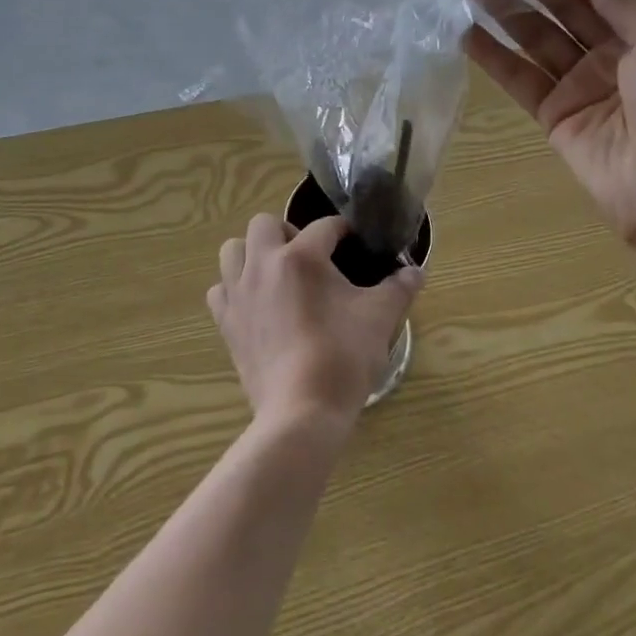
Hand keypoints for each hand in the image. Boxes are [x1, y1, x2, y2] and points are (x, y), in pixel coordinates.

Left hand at [208, 214, 422, 430]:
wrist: (302, 411)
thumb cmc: (344, 357)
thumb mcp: (380, 318)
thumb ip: (400, 288)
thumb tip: (416, 271)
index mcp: (302, 256)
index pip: (325, 226)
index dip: (343, 231)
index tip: (354, 244)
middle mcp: (263, 264)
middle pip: (265, 223)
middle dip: (288, 232)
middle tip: (310, 258)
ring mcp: (239, 293)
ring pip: (233, 250)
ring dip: (253, 253)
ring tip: (277, 274)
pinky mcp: (226, 323)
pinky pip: (220, 290)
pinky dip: (234, 289)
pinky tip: (255, 304)